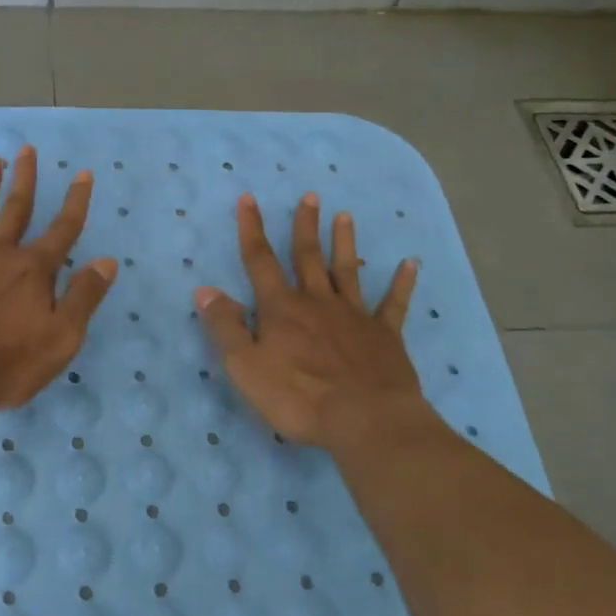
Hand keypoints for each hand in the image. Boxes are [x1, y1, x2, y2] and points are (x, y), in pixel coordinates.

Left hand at [0, 145, 117, 412]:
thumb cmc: (6, 363)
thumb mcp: (61, 339)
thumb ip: (84, 297)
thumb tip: (107, 260)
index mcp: (34, 270)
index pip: (63, 229)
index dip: (76, 201)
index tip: (83, 173)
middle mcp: (0, 254)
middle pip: (17, 209)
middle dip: (25, 178)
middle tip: (27, 149)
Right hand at [194, 192, 425, 451]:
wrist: (365, 420)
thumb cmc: (298, 397)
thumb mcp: (245, 366)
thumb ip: (225, 327)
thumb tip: (205, 290)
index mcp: (281, 308)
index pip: (260, 260)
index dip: (252, 229)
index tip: (249, 198)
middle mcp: (317, 302)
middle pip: (308, 256)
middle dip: (305, 225)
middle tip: (310, 195)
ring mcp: (354, 316)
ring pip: (347, 270)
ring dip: (345, 242)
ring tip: (345, 215)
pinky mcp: (385, 335)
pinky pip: (394, 303)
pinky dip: (402, 283)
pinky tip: (410, 263)